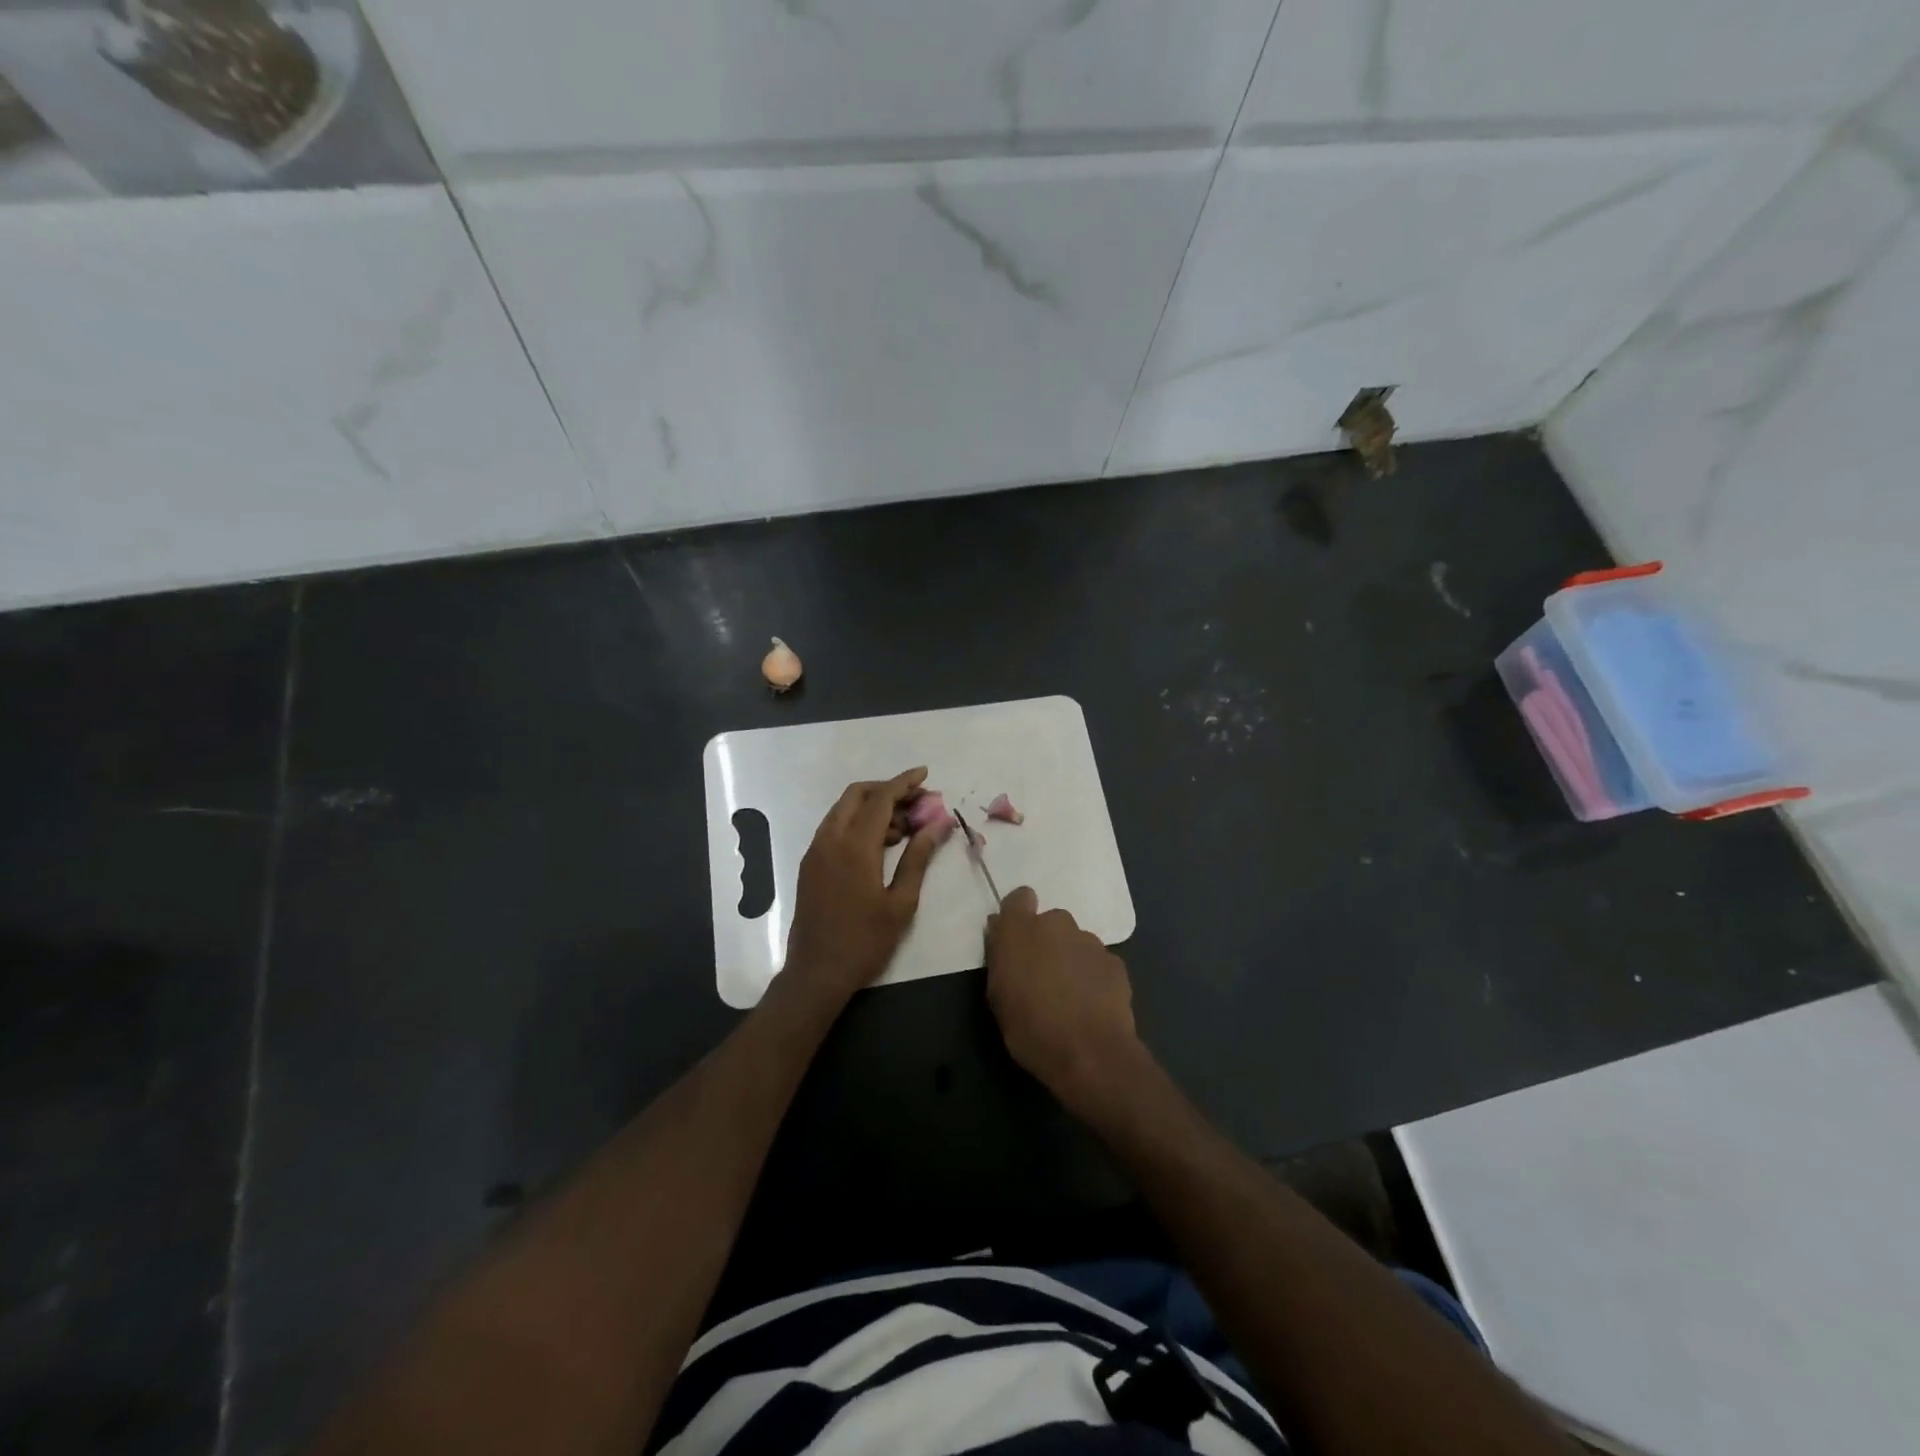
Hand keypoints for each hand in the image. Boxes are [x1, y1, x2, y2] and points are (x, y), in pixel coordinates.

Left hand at [783, 768, 950, 1003]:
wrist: (816, 973)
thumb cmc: (865, 941)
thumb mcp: (901, 902)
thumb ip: (919, 857)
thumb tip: (940, 824)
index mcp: (854, 847)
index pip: (881, 799)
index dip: (904, 782)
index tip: (925, 774)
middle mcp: (829, 840)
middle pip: (856, 795)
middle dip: (887, 790)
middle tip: (917, 803)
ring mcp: (815, 851)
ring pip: (843, 810)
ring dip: (873, 807)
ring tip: (906, 828)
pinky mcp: (810, 864)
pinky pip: (834, 828)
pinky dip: (858, 823)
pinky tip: (881, 844)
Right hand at [985, 887, 1145, 1111]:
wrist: (1090, 1054)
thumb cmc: (1030, 1028)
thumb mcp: (997, 996)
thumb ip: (1001, 957)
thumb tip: (1001, 933)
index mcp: (1021, 929)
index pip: (1019, 898)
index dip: (1018, 915)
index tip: (1016, 939)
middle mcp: (1057, 924)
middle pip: (1050, 922)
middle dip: (1046, 942)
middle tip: (1042, 977)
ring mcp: (1090, 941)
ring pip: (1075, 942)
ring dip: (1070, 959)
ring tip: (1069, 996)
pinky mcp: (1115, 962)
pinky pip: (1097, 962)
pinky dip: (1092, 976)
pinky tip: (1091, 1005)